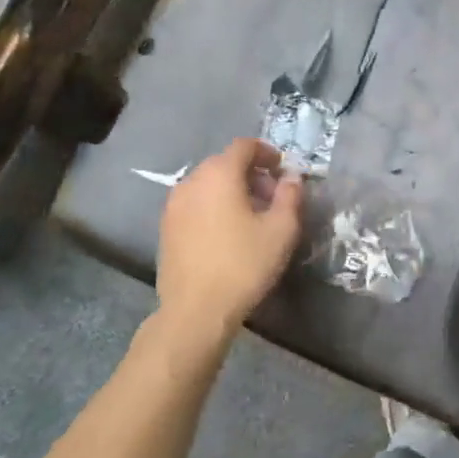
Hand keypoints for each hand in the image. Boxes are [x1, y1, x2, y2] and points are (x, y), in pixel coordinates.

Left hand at [157, 139, 303, 341]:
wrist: (195, 311)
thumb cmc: (243, 265)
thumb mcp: (281, 230)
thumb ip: (290, 196)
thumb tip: (292, 177)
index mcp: (219, 174)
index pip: (244, 146)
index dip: (266, 152)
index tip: (282, 169)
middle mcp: (192, 181)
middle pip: (224, 163)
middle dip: (250, 173)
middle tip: (271, 197)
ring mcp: (174, 205)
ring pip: (207, 184)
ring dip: (231, 190)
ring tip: (251, 217)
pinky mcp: (166, 228)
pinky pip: (195, 204)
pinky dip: (213, 206)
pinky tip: (226, 233)